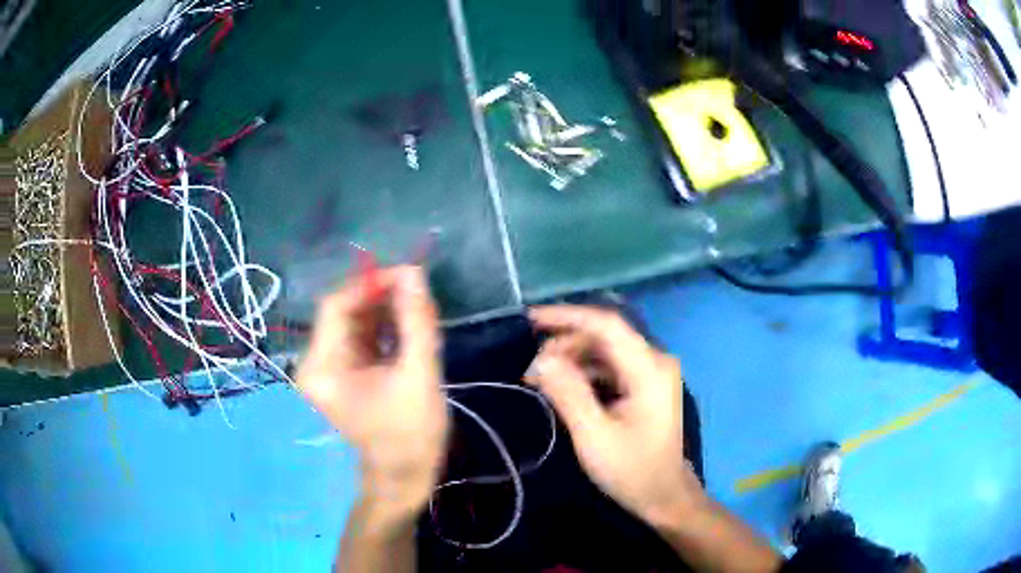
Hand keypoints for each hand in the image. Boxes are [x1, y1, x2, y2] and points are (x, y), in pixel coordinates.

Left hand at [297, 265, 448, 526]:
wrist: (403, 478)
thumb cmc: (410, 435)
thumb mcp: (419, 376)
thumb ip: (417, 322)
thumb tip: (415, 274)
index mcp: (323, 367)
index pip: (338, 306)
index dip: (372, 284)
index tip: (411, 276)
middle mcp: (317, 363)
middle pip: (344, 312)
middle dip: (382, 296)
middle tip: (419, 291)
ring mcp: (329, 369)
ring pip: (354, 322)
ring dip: (386, 310)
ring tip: (419, 308)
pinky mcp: (344, 374)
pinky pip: (361, 338)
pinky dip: (384, 327)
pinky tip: (410, 325)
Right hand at [526, 305, 705, 529]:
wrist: (664, 496)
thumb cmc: (632, 470)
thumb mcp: (594, 435)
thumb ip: (568, 393)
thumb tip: (541, 360)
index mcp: (649, 368)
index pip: (606, 324)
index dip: (567, 316)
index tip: (530, 320)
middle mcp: (654, 360)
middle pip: (604, 336)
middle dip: (564, 344)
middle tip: (531, 369)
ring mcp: (652, 372)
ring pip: (605, 350)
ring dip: (571, 359)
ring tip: (540, 379)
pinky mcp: (645, 385)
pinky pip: (610, 366)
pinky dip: (584, 372)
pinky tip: (563, 387)